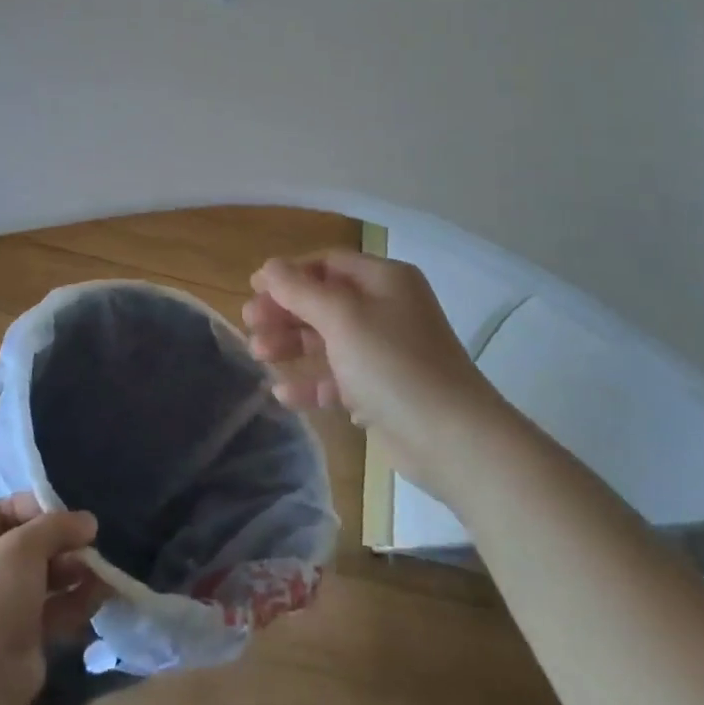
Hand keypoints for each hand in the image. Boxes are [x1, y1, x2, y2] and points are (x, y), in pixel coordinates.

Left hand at [0, 494, 105, 704]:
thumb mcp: (24, 545)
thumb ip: (57, 526)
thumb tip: (88, 521)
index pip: (3, 510)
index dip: (37, 507)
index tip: (69, 514)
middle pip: (28, 545)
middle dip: (63, 543)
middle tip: (93, 543)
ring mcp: (0, 606)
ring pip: (44, 578)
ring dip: (75, 570)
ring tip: (104, 569)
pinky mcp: (21, 637)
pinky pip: (53, 609)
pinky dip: (76, 600)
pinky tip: (103, 593)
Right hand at [243, 250, 499, 474]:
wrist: (453, 440)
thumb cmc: (393, 364)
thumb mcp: (341, 318)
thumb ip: (300, 290)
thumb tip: (269, 267)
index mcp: (384, 281)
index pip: (328, 264)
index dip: (288, 274)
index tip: (252, 289)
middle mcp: (387, 309)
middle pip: (324, 301)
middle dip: (285, 311)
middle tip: (250, 325)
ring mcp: (385, 352)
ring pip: (328, 340)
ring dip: (292, 345)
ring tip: (259, 356)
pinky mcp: (382, 391)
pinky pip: (339, 378)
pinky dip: (312, 382)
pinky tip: (284, 395)